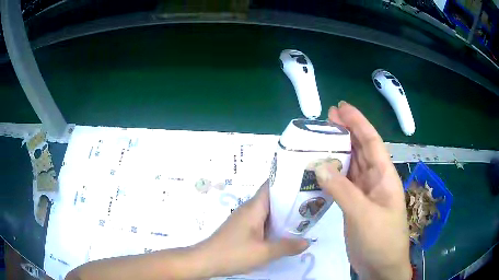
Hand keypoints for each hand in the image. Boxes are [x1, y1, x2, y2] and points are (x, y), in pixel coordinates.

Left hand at [197, 180, 308, 276]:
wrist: (205, 261)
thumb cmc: (234, 253)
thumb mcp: (264, 253)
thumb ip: (287, 246)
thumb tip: (307, 242)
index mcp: (253, 208)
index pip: (271, 186)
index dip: (287, 183)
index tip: (304, 185)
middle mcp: (248, 210)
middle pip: (271, 200)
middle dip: (289, 202)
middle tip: (309, 206)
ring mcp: (243, 220)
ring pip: (266, 213)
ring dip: (282, 216)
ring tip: (301, 219)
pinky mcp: (240, 229)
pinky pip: (260, 222)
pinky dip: (272, 225)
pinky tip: (282, 234)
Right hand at [315, 101, 411, 279]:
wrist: (380, 266)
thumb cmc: (381, 239)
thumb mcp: (363, 214)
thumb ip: (343, 190)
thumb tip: (320, 165)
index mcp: (384, 176)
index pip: (371, 142)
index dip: (358, 122)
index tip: (342, 107)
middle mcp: (375, 180)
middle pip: (361, 150)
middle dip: (347, 131)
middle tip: (327, 117)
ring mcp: (365, 193)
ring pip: (352, 165)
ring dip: (339, 151)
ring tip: (321, 138)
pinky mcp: (355, 205)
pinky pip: (343, 184)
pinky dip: (333, 174)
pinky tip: (321, 169)